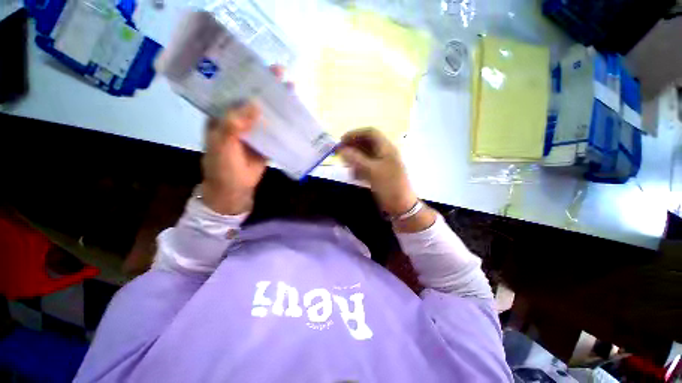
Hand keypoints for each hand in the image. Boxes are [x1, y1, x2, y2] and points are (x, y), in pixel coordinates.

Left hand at [200, 65, 289, 214]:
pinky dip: (283, 124)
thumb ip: (233, 125)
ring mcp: (253, 132)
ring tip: (291, 91)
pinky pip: (275, 131)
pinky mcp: (265, 143)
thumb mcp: (222, 144)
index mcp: (222, 116)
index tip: (258, 67)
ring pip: (266, 115)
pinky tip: (293, 115)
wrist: (234, 189)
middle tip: (280, 74)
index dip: (245, 79)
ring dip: (277, 104)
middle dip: (266, 88)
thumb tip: (255, 104)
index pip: (232, 92)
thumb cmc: (222, 167)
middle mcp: (238, 120)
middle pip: (253, 101)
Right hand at [338, 128, 436, 231]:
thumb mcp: (372, 171)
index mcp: (386, 148)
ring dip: (354, 158)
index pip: (370, 133)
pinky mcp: (379, 174)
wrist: (401, 206)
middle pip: (367, 143)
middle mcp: (384, 153)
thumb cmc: (389, 185)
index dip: (355, 133)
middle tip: (339, 152)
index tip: (341, 140)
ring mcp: (382, 164)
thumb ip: (356, 159)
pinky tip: (353, 175)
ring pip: (365, 155)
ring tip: (345, 164)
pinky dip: (359, 168)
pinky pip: (366, 166)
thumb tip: (341, 149)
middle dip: (353, 146)